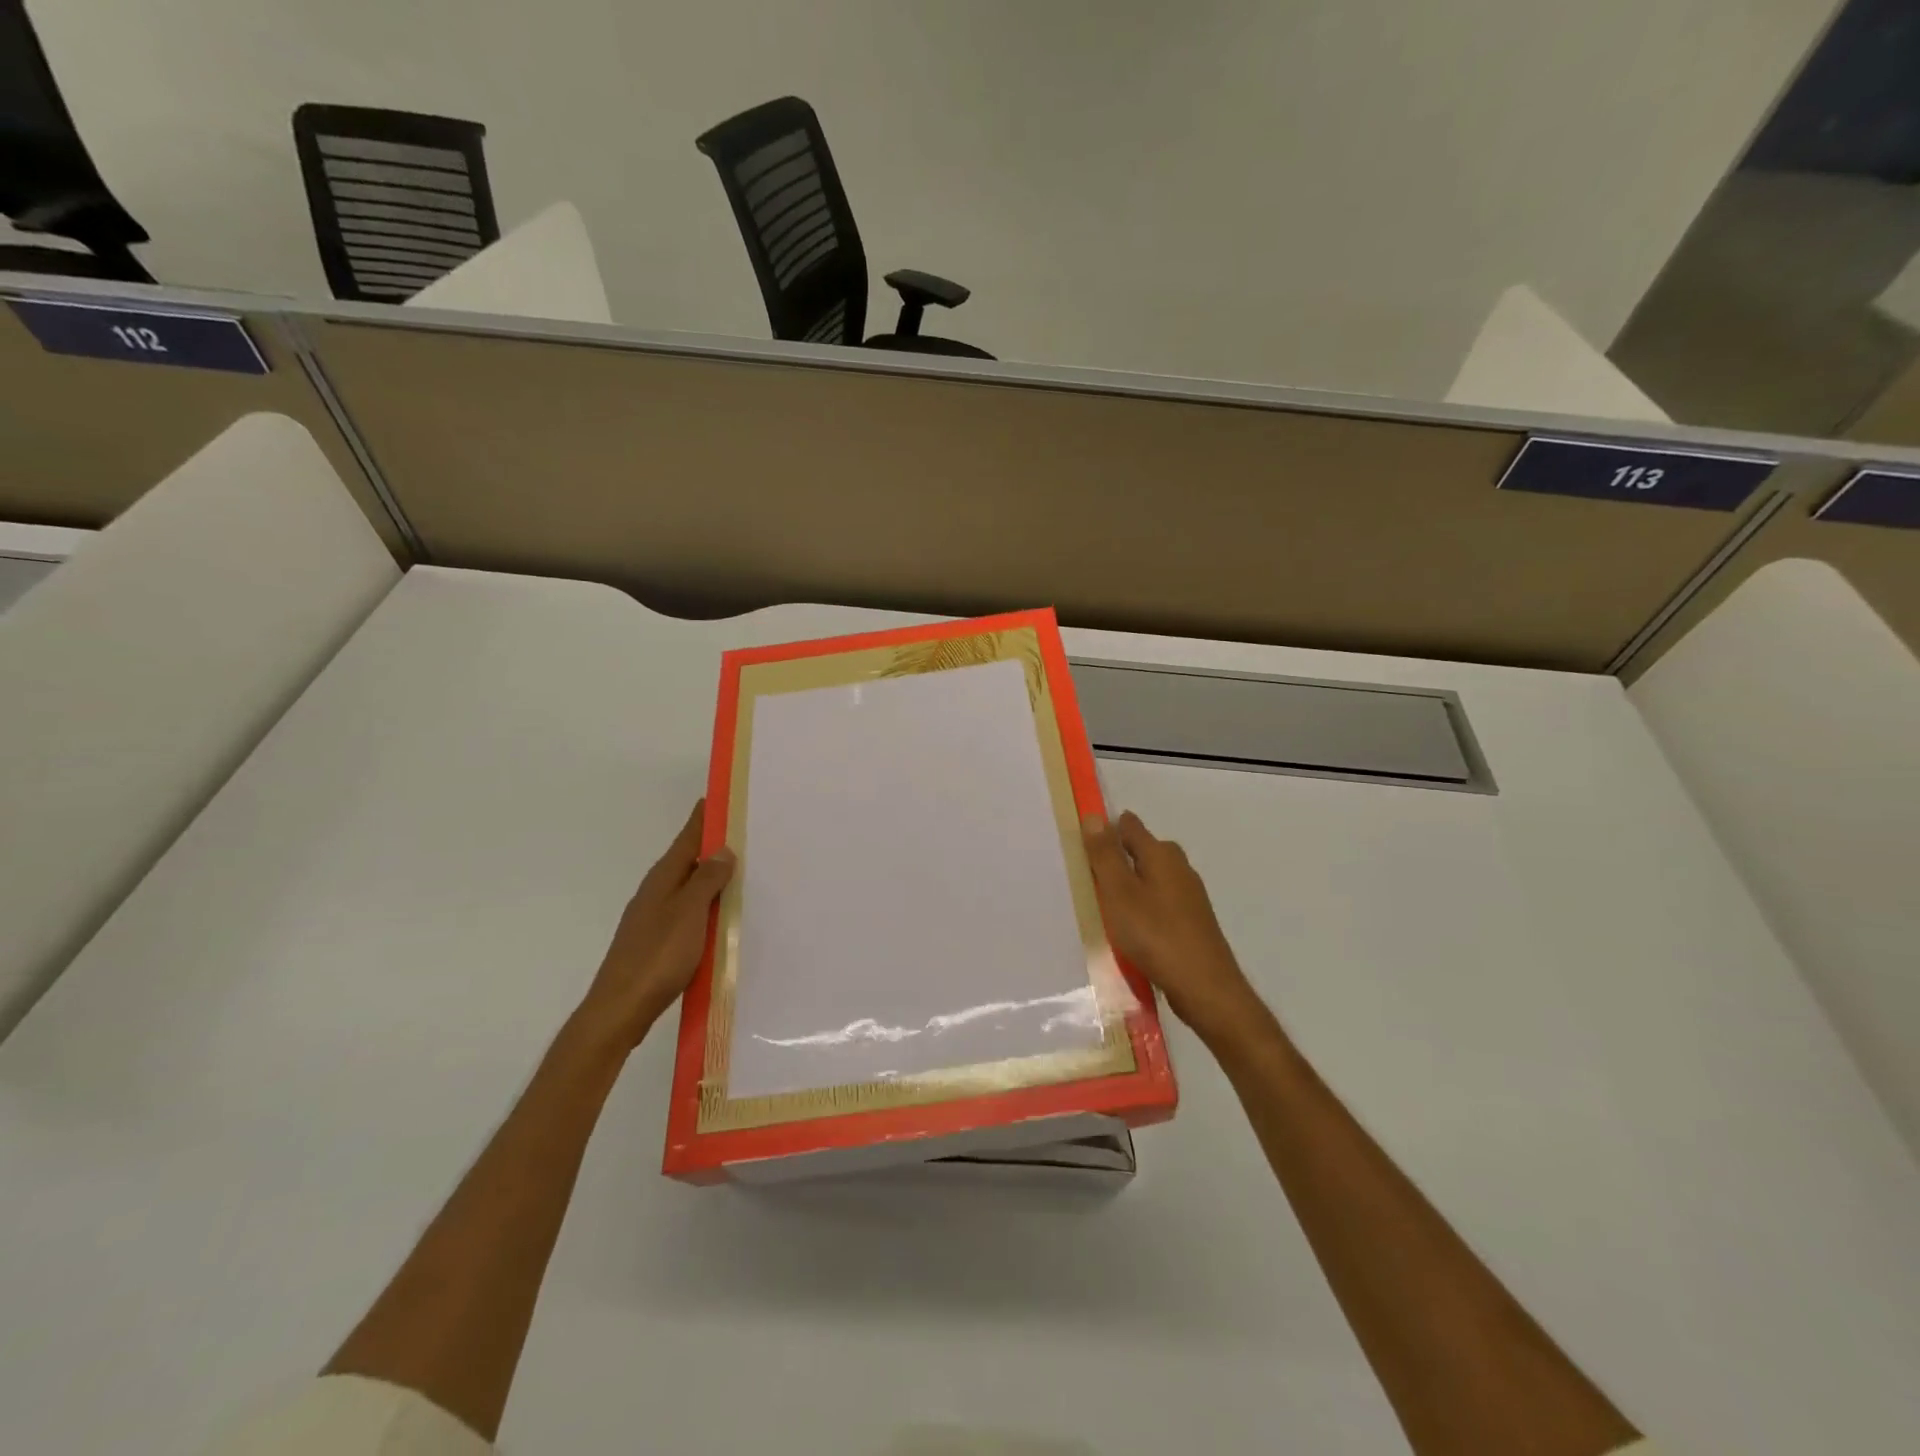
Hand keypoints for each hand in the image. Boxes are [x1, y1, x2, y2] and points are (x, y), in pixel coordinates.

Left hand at [580, 800, 734, 1046]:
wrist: (620, 1010)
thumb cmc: (657, 957)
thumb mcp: (689, 913)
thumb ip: (707, 880)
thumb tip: (722, 849)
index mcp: (663, 879)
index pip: (687, 838)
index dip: (703, 818)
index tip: (720, 796)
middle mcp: (656, 892)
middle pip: (688, 860)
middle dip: (713, 845)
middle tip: (745, 832)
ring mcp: (654, 918)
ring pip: (689, 887)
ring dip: (712, 877)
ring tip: (742, 870)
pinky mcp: (658, 942)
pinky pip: (689, 911)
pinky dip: (707, 904)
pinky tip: (722, 914)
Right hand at [1082, 810, 1263, 1043]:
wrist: (1205, 987)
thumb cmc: (1155, 934)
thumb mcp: (1119, 893)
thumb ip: (1105, 855)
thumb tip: (1094, 816)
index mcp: (1161, 854)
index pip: (1129, 826)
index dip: (1106, 829)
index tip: (1083, 843)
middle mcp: (1179, 867)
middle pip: (1143, 850)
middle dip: (1118, 856)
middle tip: (1089, 875)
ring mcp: (1190, 895)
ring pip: (1153, 877)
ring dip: (1131, 883)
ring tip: (1105, 902)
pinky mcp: (1193, 920)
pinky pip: (1161, 900)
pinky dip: (1144, 904)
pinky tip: (1132, 926)